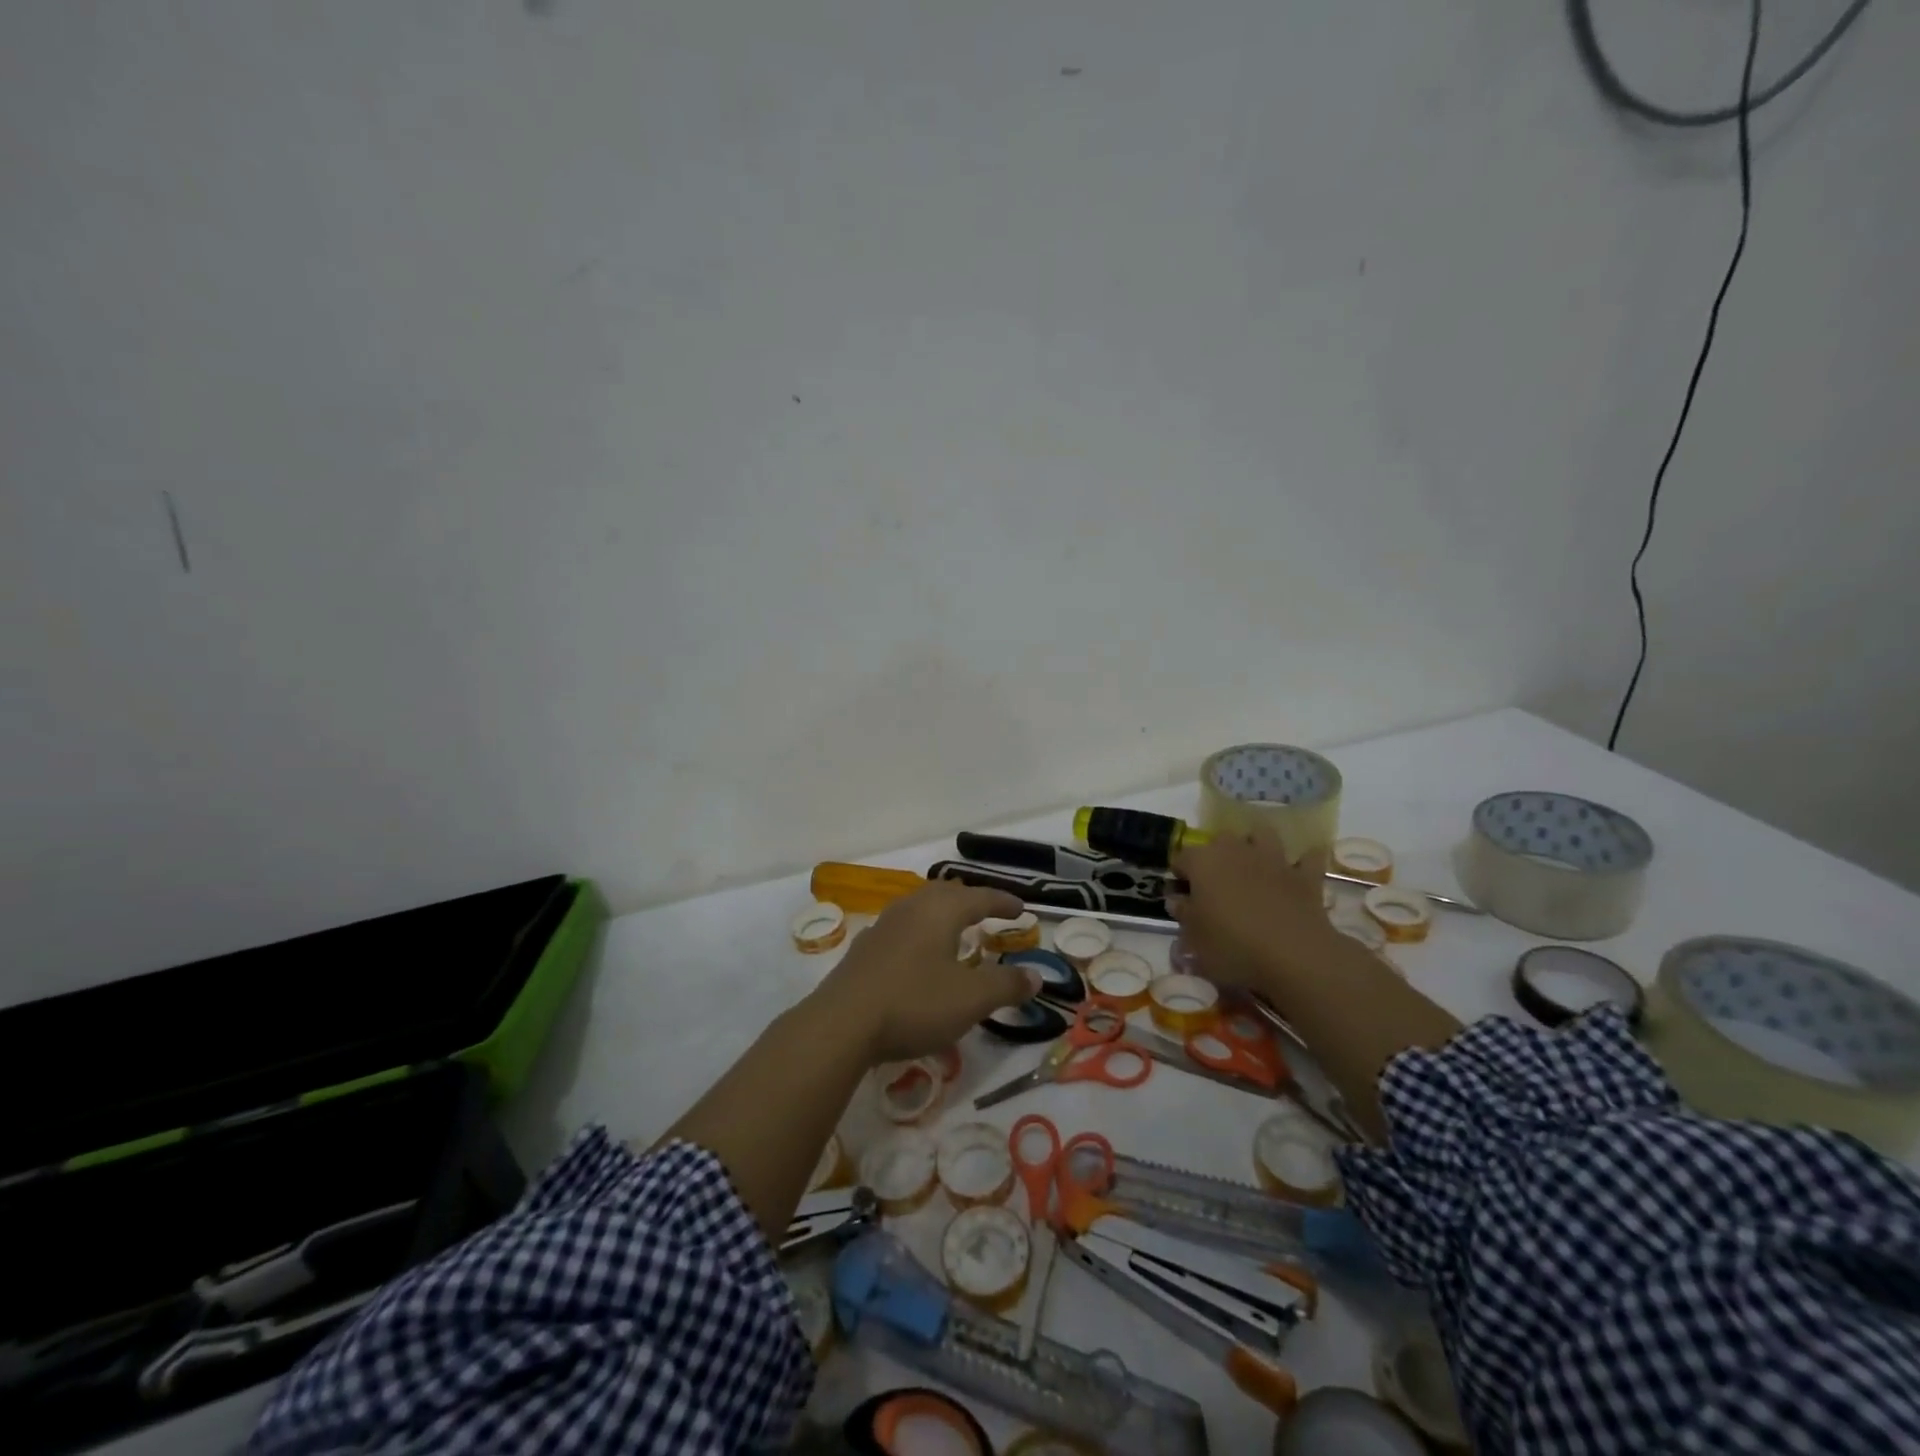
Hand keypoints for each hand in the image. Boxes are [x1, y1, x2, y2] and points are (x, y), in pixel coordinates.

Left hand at [808, 882, 1041, 1064]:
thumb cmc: (914, 1002)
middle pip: (945, 893)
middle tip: (986, 912)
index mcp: (940, 911)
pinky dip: (920, 933)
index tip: (1021, 909)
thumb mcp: (971, 999)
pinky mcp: (864, 949)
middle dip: (970, 900)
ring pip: (919, 908)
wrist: (842, 1024)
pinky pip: (901, 929)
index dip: (1002, 902)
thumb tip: (1037, 975)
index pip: (979, 897)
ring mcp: (883, 926)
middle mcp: (911, 908)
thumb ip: (1006, 985)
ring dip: (942, 914)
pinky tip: (917, 955)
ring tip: (954, 930)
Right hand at [1169, 830, 1346, 997]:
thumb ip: (1183, 914)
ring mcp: (1273, 859)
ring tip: (1252, 866)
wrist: (1294, 956)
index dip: (1179, 876)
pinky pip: (1307, 858)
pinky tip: (1297, 871)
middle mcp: (1236, 851)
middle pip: (1220, 839)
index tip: (1182, 897)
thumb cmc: (1233, 947)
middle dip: (1216, 855)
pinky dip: (1302, 862)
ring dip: (1256, 845)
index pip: (1181, 858)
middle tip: (1215, 884)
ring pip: (1262, 835)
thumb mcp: (1194, 939)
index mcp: (1203, 862)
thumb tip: (1177, 900)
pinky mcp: (1305, 876)